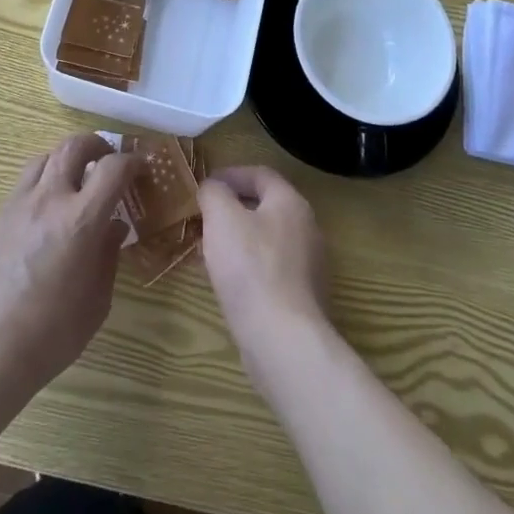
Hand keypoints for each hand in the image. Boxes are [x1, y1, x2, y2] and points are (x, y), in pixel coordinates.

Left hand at [0, 133, 138, 412]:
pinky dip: (43, 182)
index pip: (113, 168)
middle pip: (73, 145)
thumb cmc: (50, 334)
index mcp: (81, 220)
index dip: (132, 162)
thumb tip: (114, 227)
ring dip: (66, 159)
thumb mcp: (96, 301)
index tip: (140, 168)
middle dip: (97, 145)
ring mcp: (18, 204)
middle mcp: (49, 199)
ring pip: (45, 157)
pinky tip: (47, 210)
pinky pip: (24, 183)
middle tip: (108, 160)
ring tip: (76, 180)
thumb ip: (108, 256)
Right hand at [199, 166, 331, 388]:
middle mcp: (307, 229)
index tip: (205, 186)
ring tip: (210, 249)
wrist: (283, 339)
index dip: (231, 174)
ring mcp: (309, 265)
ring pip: (267, 239)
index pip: (261, 174)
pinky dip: (249, 266)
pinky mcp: (303, 297)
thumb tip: (213, 188)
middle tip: (204, 217)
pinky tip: (228, 281)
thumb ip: (214, 193)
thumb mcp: (221, 218)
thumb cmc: (251, 268)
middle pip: (266, 206)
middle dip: (233, 208)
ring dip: (239, 238)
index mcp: (291, 203)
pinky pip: (271, 269)